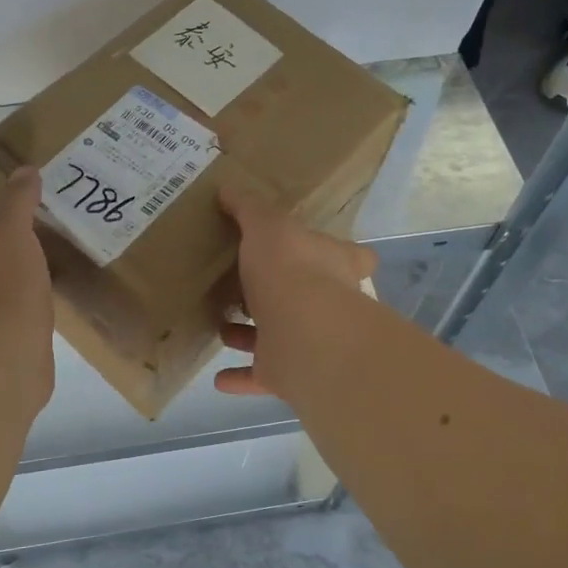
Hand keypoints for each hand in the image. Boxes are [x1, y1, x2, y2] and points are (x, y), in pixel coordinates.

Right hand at [214, 185, 376, 397]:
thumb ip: (248, 209)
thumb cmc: (291, 270)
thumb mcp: (267, 226)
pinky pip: (260, 376)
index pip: (350, 256)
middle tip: (242, 288)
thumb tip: (228, 188)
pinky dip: (241, 377)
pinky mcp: (287, 373)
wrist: (303, 334)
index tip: (316, 251)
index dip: (335, 254)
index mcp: (333, 265)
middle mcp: (328, 304)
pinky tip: (218, 378)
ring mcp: (308, 342)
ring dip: (252, 336)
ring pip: (279, 338)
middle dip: (277, 295)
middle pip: (308, 297)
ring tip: (221, 327)